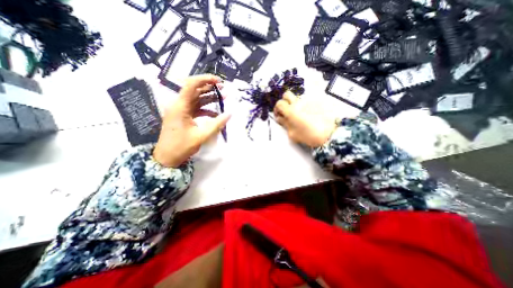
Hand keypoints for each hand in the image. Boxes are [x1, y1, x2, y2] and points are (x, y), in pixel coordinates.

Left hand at [153, 74, 230, 168]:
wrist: (167, 158)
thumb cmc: (182, 147)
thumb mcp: (202, 136)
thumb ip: (217, 124)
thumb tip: (230, 114)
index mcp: (180, 107)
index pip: (191, 85)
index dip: (204, 79)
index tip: (218, 81)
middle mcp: (179, 105)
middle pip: (194, 90)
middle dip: (209, 87)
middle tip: (223, 87)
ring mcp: (181, 111)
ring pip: (196, 99)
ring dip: (209, 97)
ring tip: (223, 96)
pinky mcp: (184, 116)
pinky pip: (196, 109)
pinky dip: (206, 109)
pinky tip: (216, 113)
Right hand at [274, 92, 338, 148]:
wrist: (328, 134)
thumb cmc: (308, 136)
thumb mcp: (292, 133)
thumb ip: (285, 123)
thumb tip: (280, 118)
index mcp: (291, 111)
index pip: (279, 103)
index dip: (277, 108)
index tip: (279, 114)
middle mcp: (298, 103)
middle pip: (287, 94)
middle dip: (284, 101)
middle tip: (287, 109)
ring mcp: (308, 101)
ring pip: (298, 98)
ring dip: (295, 104)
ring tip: (300, 115)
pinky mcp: (316, 102)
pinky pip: (307, 102)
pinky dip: (305, 107)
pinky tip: (309, 115)